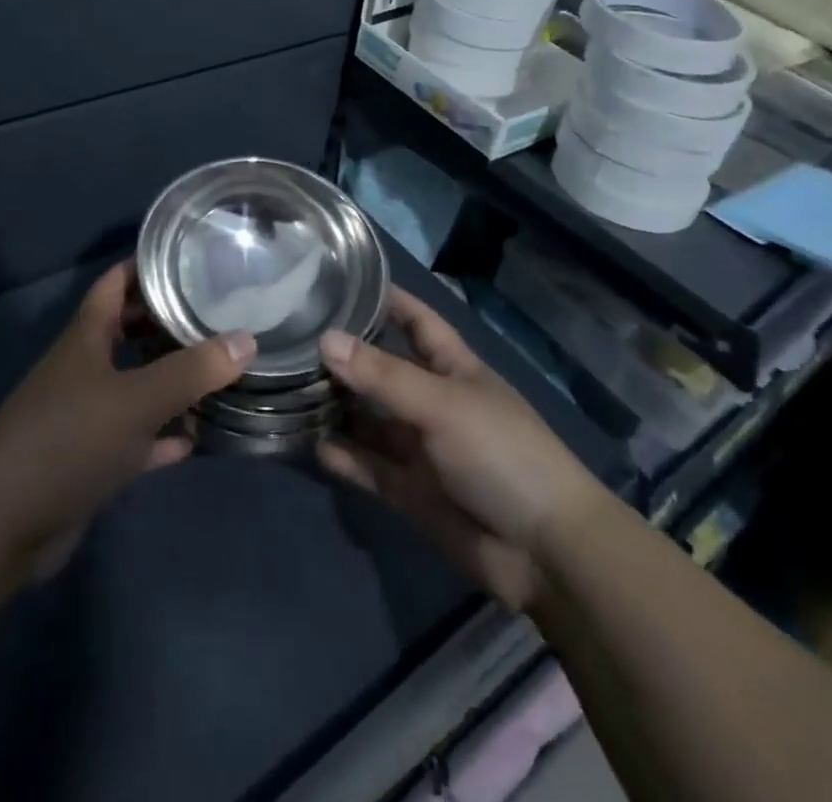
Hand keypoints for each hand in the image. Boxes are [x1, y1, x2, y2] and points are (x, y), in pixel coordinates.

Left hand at [0, 260, 254, 572]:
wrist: (2, 526)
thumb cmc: (68, 441)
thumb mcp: (136, 400)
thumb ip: (191, 370)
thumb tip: (246, 339)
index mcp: (86, 337)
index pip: (117, 282)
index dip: (148, 265)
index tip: (192, 257)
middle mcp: (85, 367)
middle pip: (129, 330)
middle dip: (168, 321)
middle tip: (218, 314)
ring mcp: (85, 414)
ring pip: (135, 383)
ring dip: (170, 380)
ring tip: (218, 371)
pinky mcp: (90, 458)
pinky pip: (135, 436)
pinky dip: (161, 434)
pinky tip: (194, 437)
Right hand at [317, 287, 607, 610]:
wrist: (544, 552)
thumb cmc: (501, 453)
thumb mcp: (441, 404)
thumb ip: (382, 375)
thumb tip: (325, 339)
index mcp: (453, 368)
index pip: (417, 321)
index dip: (388, 300)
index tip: (343, 280)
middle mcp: (433, 402)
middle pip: (383, 370)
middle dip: (346, 356)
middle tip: (294, 337)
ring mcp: (421, 448)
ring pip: (370, 419)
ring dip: (337, 407)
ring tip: (288, 387)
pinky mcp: (410, 491)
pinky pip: (368, 466)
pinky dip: (343, 456)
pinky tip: (310, 442)